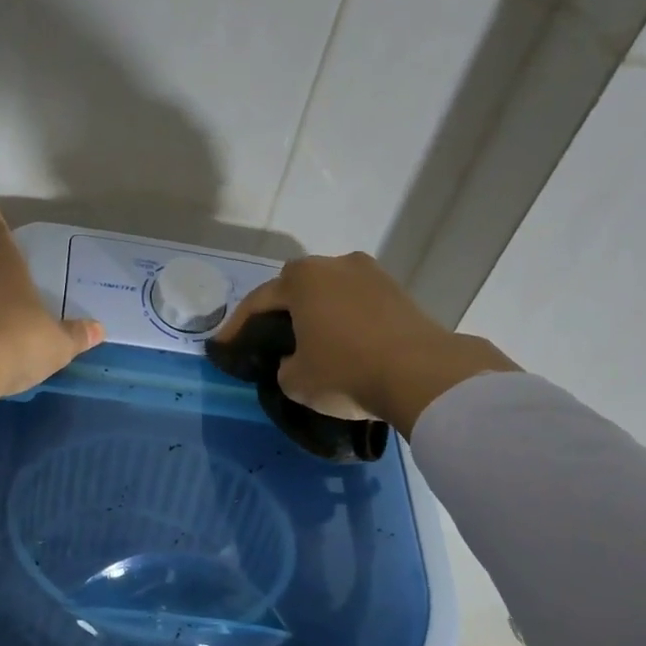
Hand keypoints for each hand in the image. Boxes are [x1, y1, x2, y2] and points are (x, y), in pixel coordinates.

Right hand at [215, 251, 515, 435]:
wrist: (422, 374)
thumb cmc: (346, 371)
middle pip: (296, 287)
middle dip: (280, 311)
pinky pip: (358, 304)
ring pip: (330, 293)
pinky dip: (346, 320)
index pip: (258, 301)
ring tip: (310, 341)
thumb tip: (293, 360)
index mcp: (302, 279)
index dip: (237, 326)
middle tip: (269, 338)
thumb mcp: (296, 381)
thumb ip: (283, 366)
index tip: (223, 346)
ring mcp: (371, 274)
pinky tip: (345, 342)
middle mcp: (335, 265)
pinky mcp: (399, 292)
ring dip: (317, 313)